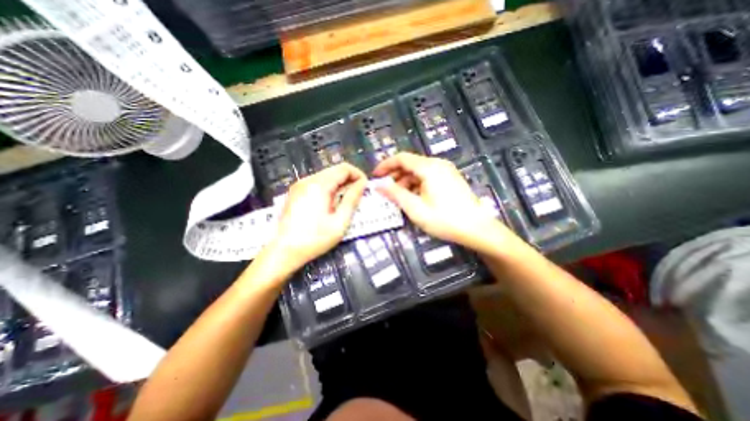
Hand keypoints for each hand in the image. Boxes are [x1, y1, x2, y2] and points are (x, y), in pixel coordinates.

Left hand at [270, 163, 365, 273]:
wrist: (283, 251)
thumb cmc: (315, 239)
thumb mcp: (340, 222)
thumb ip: (352, 200)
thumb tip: (362, 184)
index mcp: (319, 185)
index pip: (344, 168)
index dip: (358, 175)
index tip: (365, 188)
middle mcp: (308, 180)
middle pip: (335, 170)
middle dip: (350, 179)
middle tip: (358, 195)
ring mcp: (299, 185)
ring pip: (326, 176)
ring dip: (340, 184)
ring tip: (346, 200)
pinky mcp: (296, 192)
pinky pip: (317, 183)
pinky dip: (329, 188)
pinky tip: (331, 202)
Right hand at [374, 152, 519, 252]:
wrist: (477, 229)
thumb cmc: (444, 219)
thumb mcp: (415, 209)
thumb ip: (395, 194)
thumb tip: (378, 185)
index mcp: (429, 168)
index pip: (401, 158)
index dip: (386, 165)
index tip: (375, 176)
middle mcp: (438, 164)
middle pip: (411, 163)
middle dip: (395, 175)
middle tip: (385, 189)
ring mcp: (446, 171)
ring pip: (419, 171)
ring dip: (406, 181)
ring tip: (398, 196)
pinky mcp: (450, 179)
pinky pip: (428, 177)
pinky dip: (417, 184)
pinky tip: (414, 197)